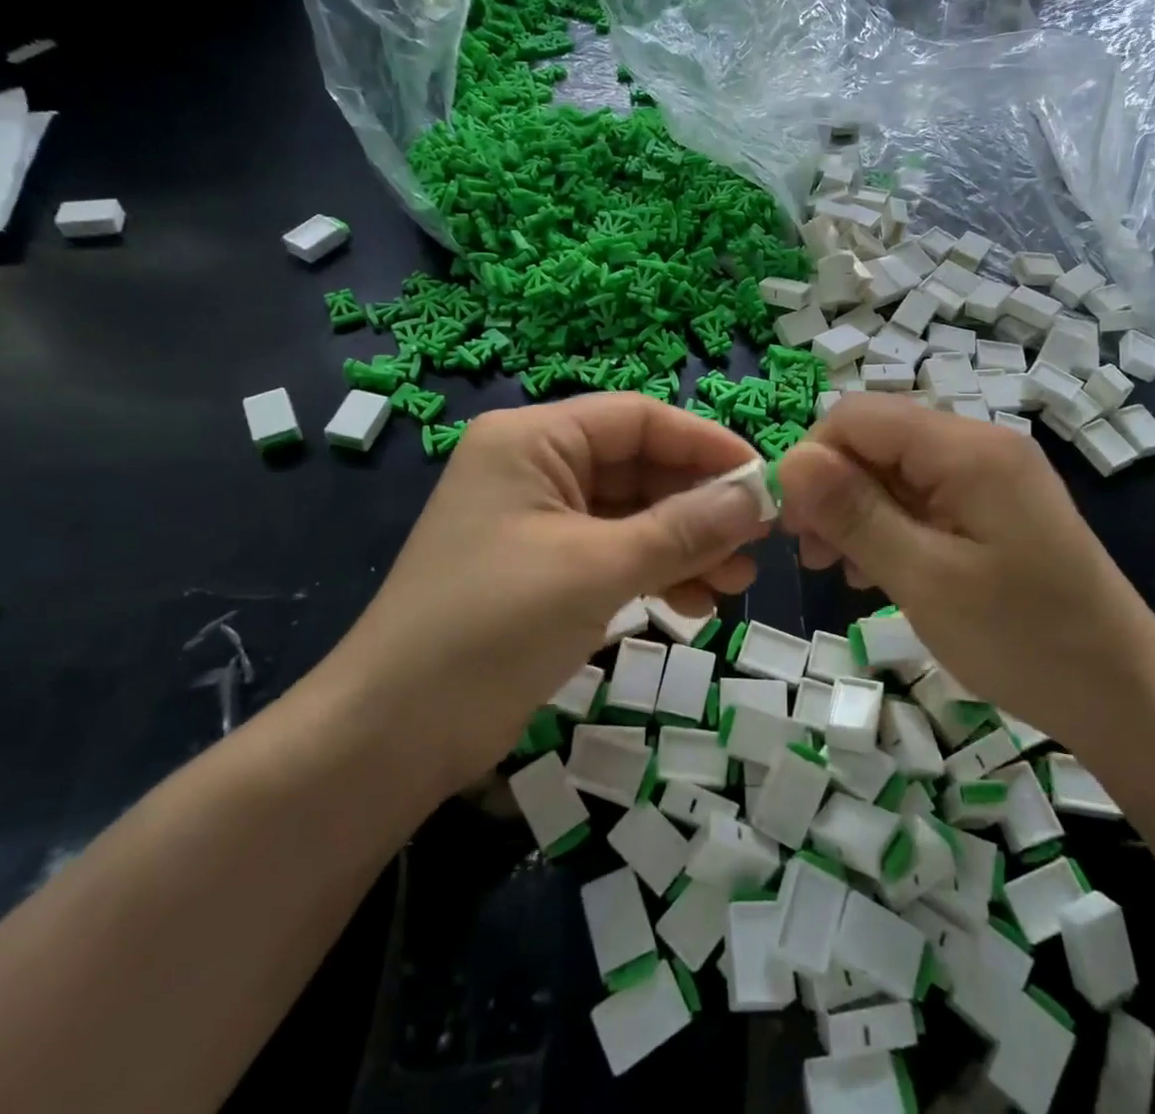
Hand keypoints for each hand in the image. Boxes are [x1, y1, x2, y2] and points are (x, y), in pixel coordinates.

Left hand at [318, 395, 769, 792]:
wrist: (391, 736)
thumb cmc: (491, 628)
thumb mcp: (596, 569)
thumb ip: (683, 529)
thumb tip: (758, 497)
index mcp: (533, 440)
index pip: (638, 419)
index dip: (706, 444)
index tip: (764, 480)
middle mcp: (535, 467)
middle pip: (639, 466)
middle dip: (700, 504)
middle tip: (758, 542)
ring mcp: (539, 521)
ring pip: (633, 514)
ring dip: (686, 543)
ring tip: (737, 582)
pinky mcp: (544, 569)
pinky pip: (615, 552)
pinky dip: (656, 572)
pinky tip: (696, 604)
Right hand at [776, 394, 1154, 751]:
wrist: (1125, 696)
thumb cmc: (1024, 641)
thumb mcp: (925, 580)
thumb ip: (855, 513)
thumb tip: (791, 460)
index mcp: (967, 449)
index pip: (858, 417)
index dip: (813, 460)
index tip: (790, 526)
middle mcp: (979, 445)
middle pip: (876, 439)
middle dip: (832, 489)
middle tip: (811, 555)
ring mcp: (990, 476)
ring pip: (894, 469)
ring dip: (856, 510)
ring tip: (838, 569)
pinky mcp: (994, 506)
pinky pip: (922, 496)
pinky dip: (889, 525)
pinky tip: (877, 571)